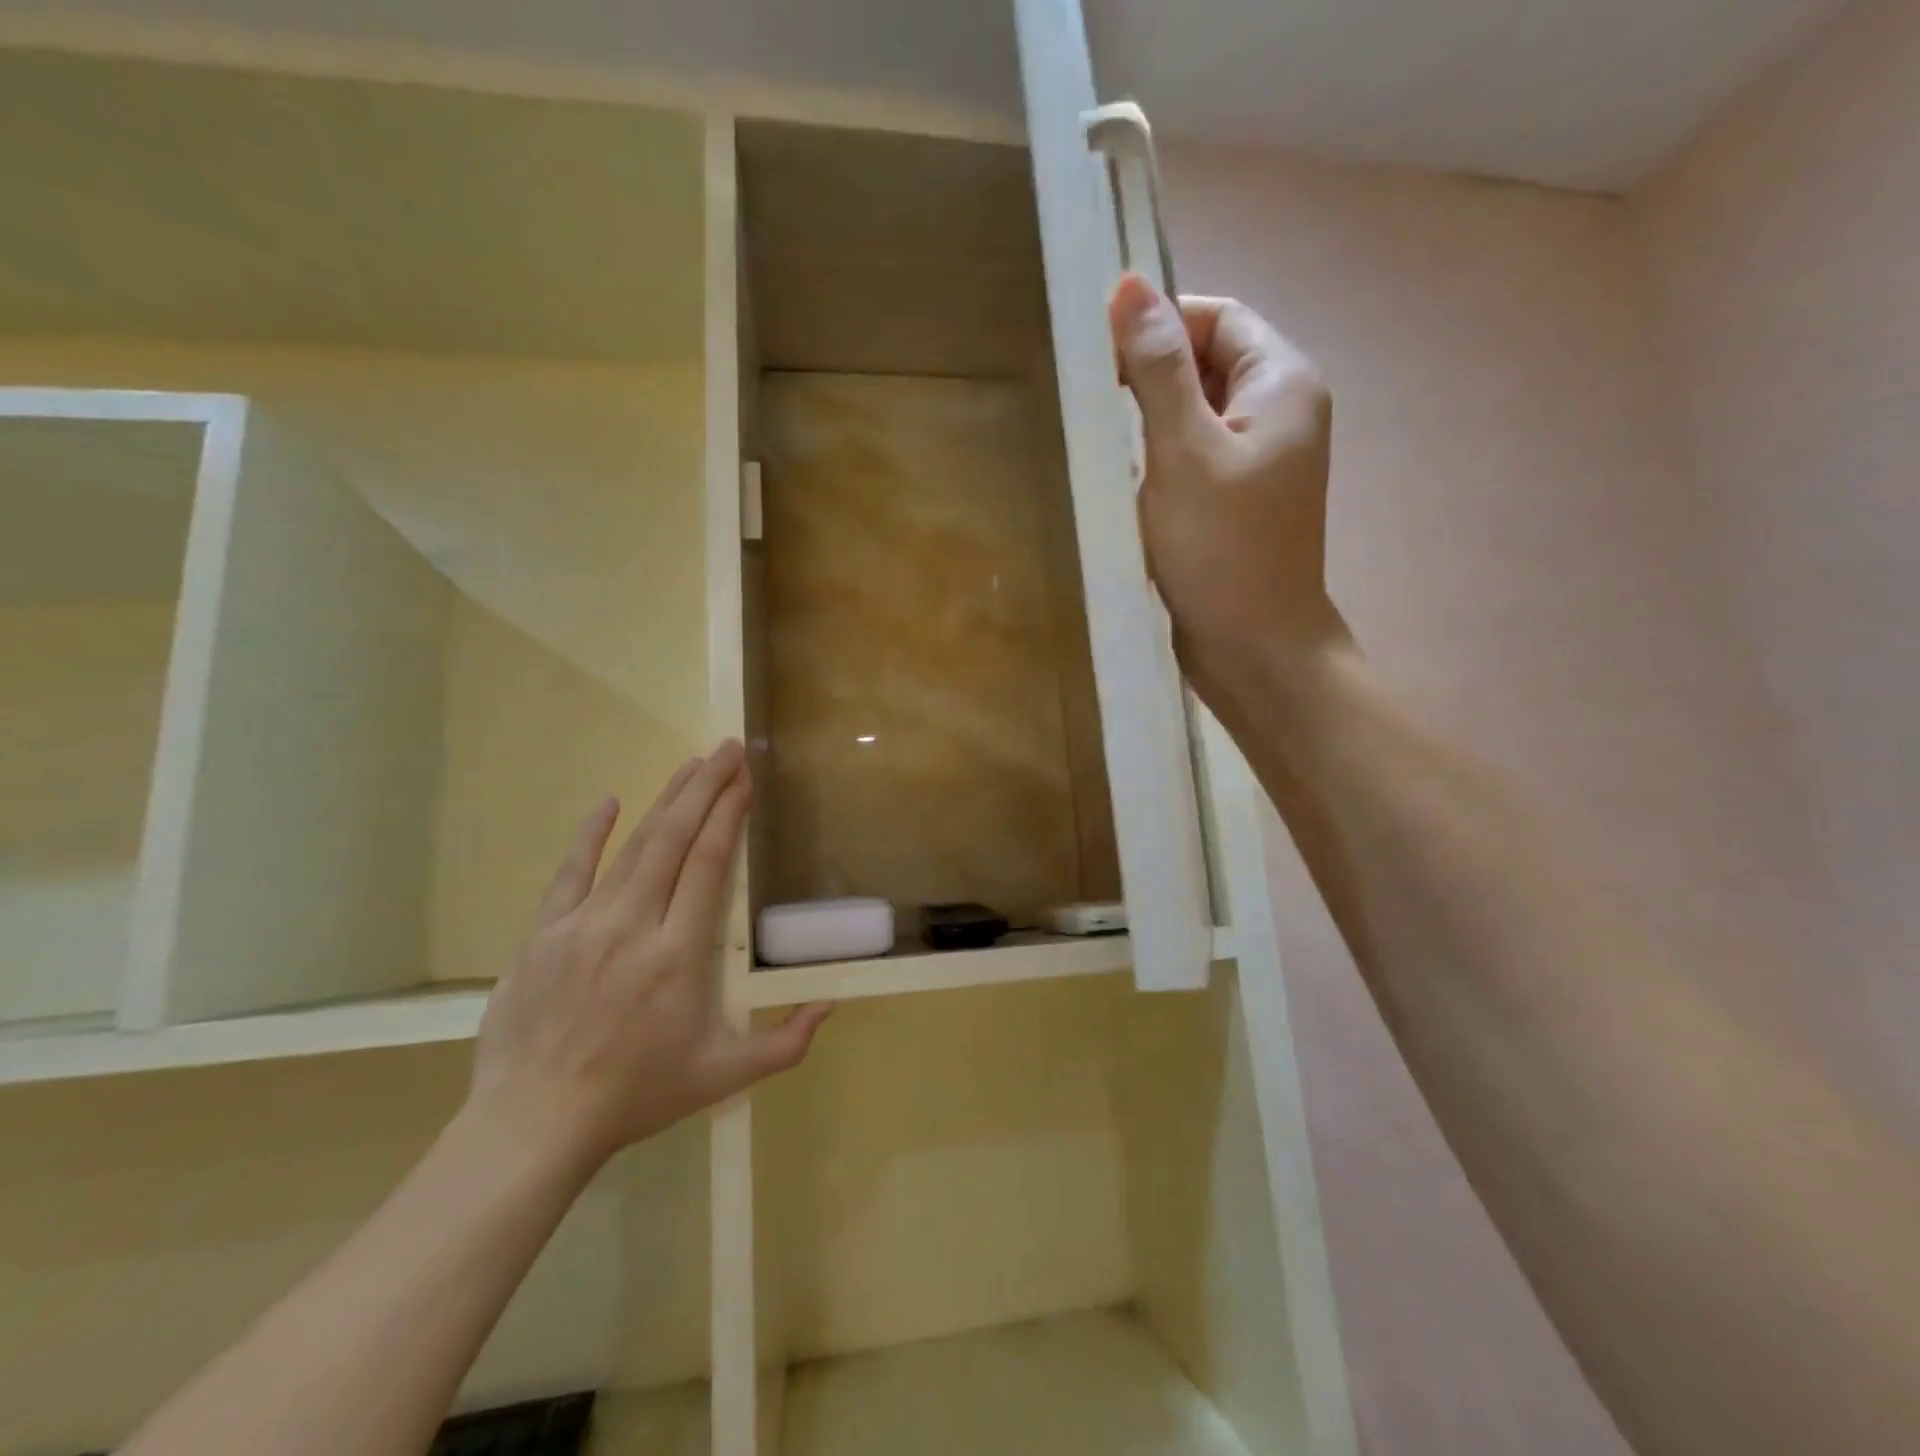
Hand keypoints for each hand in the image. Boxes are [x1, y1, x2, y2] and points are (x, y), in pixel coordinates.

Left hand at [467, 741, 830, 1175]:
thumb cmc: (636, 1096)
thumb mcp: (722, 1076)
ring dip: (664, 801)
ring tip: (691, 766)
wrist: (532, 1124)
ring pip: (631, 847)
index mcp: (678, 954)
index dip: (728, 816)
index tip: (745, 780)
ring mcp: (582, 924)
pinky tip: (606, 802)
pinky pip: (570, 872)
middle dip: (704, 788)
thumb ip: (785, 1043)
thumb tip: (831, 1004)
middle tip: (727, 749)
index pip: (708, 864)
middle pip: (673, 839)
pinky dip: (590, 835)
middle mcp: (632, 924)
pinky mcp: (543, 933)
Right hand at [1109, 275, 1344, 694]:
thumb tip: (1128, 286)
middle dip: (1148, 376)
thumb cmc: (1222, 550)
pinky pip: (1192, 458)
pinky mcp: (1235, 502)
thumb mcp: (1184, 451)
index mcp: (1281, 384)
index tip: (1097, 359)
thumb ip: (1158, 369)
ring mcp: (1259, 461)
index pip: (1216, 317)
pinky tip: (1123, 482)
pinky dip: (1157, 461)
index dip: (1159, 324)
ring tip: (1101, 442)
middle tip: (1091, 406)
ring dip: (1147, 422)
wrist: (1255, 649)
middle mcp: (1278, 412)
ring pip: (1194, 414)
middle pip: (1206, 363)